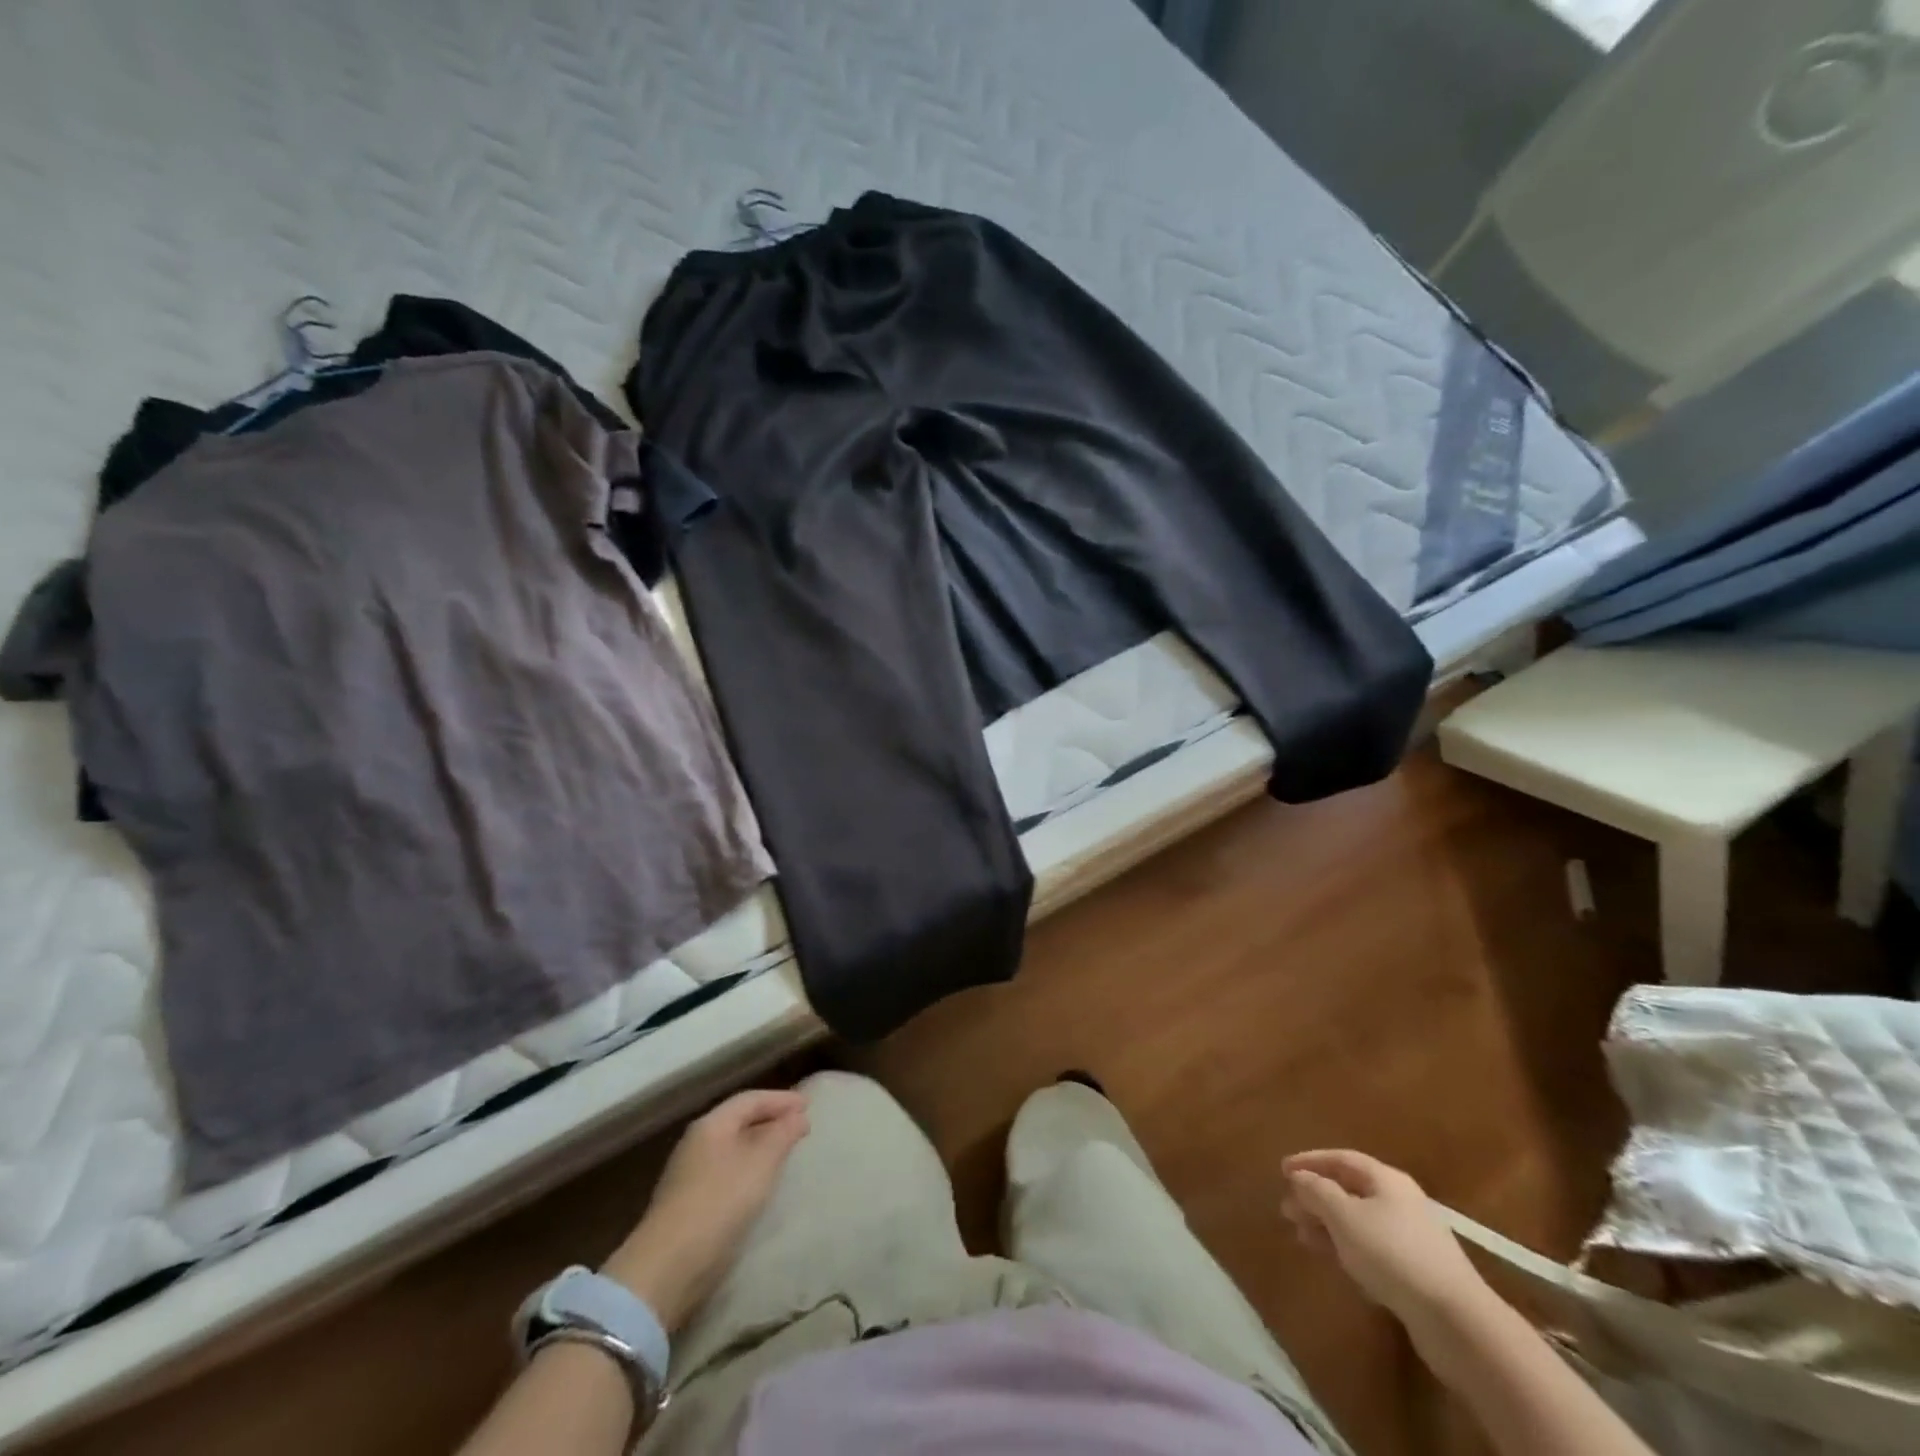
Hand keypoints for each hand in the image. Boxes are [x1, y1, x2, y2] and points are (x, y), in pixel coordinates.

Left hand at [602, 1088, 809, 1330]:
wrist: (669, 1266)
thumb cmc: (720, 1201)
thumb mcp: (761, 1162)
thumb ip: (782, 1134)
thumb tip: (798, 1116)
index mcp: (711, 1124)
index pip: (750, 1100)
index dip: (781, 1099)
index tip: (809, 1106)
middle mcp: (697, 1143)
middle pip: (738, 1121)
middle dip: (770, 1120)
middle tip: (799, 1126)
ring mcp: (689, 1174)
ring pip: (732, 1148)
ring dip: (760, 1145)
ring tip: (785, 1153)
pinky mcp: (689, 1204)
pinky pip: (726, 1172)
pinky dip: (748, 1168)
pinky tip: (760, 1182)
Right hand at [1281, 1149, 1488, 1324]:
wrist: (1456, 1321)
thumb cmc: (1392, 1254)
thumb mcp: (1344, 1216)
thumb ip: (1317, 1191)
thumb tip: (1300, 1177)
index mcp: (1386, 1179)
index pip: (1341, 1158)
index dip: (1310, 1161)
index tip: (1282, 1170)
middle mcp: (1400, 1201)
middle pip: (1349, 1190)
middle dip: (1315, 1197)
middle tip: (1287, 1208)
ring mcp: (1411, 1237)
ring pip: (1358, 1221)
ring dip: (1327, 1225)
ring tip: (1301, 1236)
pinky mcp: (1416, 1271)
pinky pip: (1371, 1247)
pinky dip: (1347, 1247)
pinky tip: (1333, 1260)